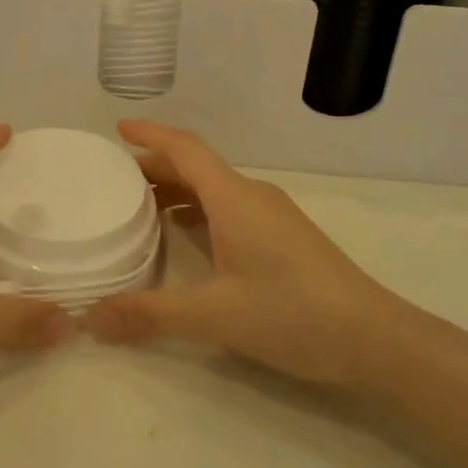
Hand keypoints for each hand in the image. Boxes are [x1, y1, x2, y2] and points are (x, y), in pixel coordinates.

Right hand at [84, 121, 405, 388]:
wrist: (376, 339)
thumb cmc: (292, 313)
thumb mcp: (214, 315)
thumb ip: (149, 314)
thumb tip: (90, 318)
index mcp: (233, 197)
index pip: (184, 148)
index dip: (149, 134)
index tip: (118, 128)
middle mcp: (252, 195)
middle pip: (195, 166)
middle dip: (154, 166)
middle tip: (114, 180)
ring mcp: (272, 215)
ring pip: (214, 188)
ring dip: (177, 190)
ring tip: (141, 208)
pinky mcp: (283, 236)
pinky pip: (229, 207)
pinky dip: (199, 210)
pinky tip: (187, 238)